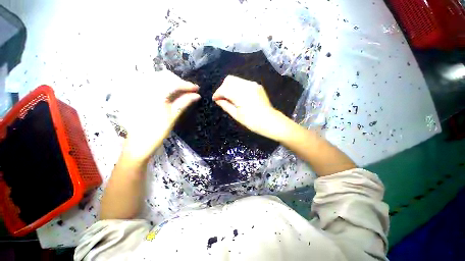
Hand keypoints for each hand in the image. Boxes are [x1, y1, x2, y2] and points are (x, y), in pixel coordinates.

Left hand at [122, 71, 199, 161]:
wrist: (139, 141)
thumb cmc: (157, 131)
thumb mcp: (173, 116)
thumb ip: (184, 102)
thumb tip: (197, 95)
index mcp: (153, 95)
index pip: (173, 83)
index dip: (187, 85)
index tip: (197, 88)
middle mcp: (144, 88)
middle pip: (165, 77)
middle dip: (179, 82)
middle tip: (190, 90)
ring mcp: (138, 89)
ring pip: (158, 78)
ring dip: (172, 82)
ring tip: (181, 91)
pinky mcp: (136, 93)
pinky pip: (151, 82)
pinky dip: (163, 85)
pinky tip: (170, 92)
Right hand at [212, 75, 290, 141]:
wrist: (270, 121)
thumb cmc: (252, 122)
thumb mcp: (237, 115)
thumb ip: (226, 105)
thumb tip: (218, 100)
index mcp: (241, 95)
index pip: (224, 89)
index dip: (217, 94)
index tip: (215, 99)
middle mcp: (247, 85)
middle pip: (229, 80)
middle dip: (223, 88)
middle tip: (222, 98)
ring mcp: (253, 84)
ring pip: (236, 80)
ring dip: (230, 87)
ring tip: (229, 98)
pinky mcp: (257, 86)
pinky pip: (243, 83)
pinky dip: (237, 87)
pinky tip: (238, 96)